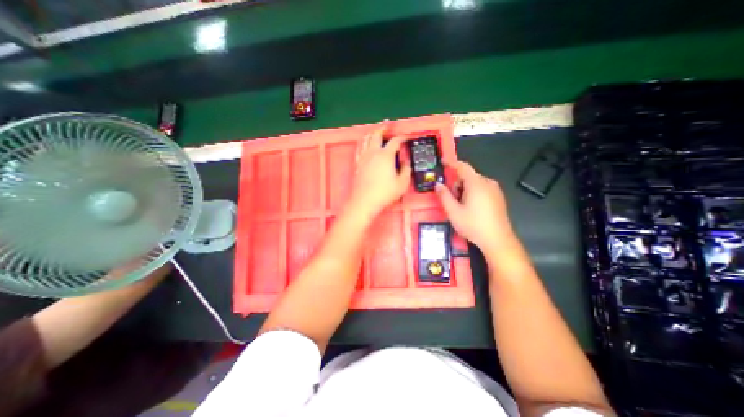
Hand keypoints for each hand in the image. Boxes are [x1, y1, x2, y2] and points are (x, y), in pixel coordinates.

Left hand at [350, 125, 412, 217]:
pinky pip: (359, 148)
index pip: (395, 141)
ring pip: (366, 139)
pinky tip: (364, 144)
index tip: (406, 138)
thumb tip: (406, 162)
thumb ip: (406, 170)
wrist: (365, 201)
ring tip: (376, 132)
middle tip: (388, 127)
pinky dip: (363, 142)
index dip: (402, 137)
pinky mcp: (357, 163)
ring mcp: (363, 157)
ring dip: (372, 133)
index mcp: (386, 155)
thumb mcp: (402, 183)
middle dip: (383, 129)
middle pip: (377, 135)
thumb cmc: (384, 193)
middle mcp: (373, 153)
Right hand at [437, 159, 517, 253]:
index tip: (442, 161)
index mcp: (476, 184)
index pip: (462, 167)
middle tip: (453, 201)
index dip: (451, 163)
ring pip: (474, 183)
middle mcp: (487, 183)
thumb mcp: (453, 211)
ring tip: (462, 208)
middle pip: (468, 176)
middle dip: (457, 185)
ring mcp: (495, 190)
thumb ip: (444, 196)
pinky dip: (473, 194)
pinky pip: (482, 189)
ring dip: (464, 190)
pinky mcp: (498, 197)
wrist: (497, 240)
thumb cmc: (473, 225)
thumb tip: (437, 185)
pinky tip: (472, 209)